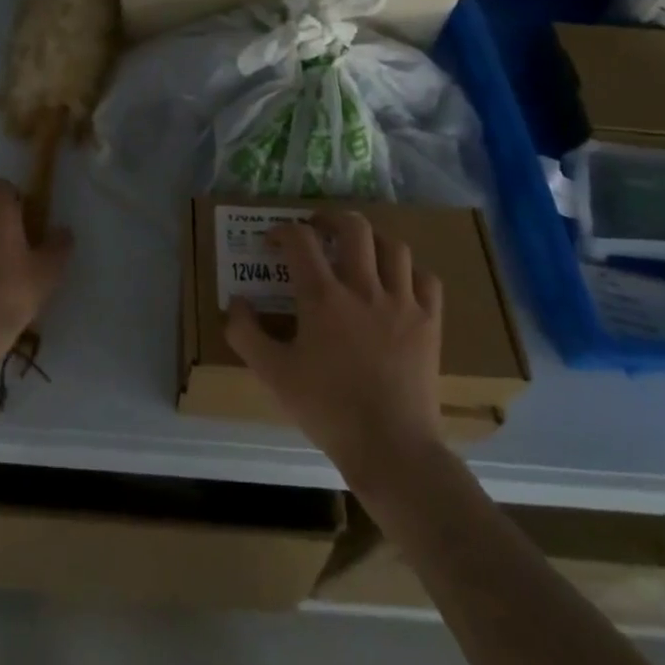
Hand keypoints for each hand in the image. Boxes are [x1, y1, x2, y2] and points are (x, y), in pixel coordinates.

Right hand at [225, 212, 444, 481]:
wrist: (391, 446)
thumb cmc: (327, 409)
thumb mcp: (273, 374)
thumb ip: (245, 334)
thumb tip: (235, 302)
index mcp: (322, 297)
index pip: (301, 240)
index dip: (283, 231)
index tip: (273, 241)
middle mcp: (363, 287)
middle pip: (353, 227)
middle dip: (331, 218)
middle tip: (318, 227)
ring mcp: (402, 302)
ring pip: (393, 246)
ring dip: (372, 238)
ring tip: (359, 248)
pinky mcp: (430, 322)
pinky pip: (426, 279)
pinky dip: (410, 270)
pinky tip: (398, 280)